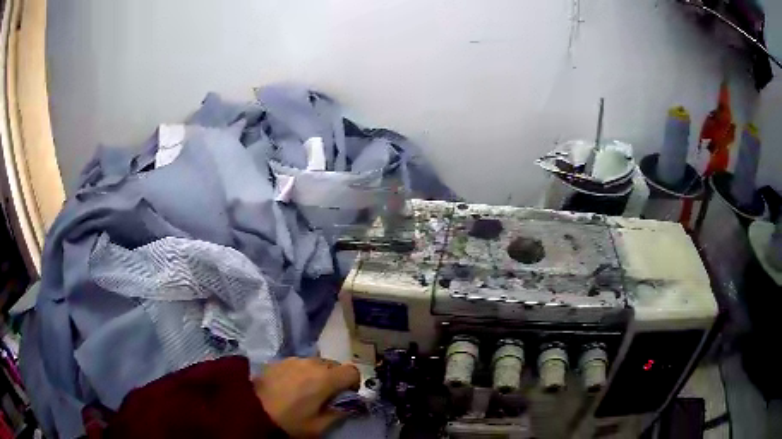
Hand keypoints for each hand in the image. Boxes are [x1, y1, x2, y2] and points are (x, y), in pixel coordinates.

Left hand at [253, 358, 359, 437]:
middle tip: (326, 395)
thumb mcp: (318, 426)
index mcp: (326, 379)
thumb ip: (338, 414)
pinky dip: (302, 372)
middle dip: (335, 378)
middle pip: (335, 365)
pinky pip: (299, 363)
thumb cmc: (289, 420)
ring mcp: (294, 359)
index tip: (345, 395)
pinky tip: (290, 386)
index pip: (352, 371)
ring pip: (316, 362)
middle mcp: (312, 363)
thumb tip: (347, 406)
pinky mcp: (279, 360)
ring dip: (318, 374)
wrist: (250, 408)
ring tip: (306, 390)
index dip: (353, 383)